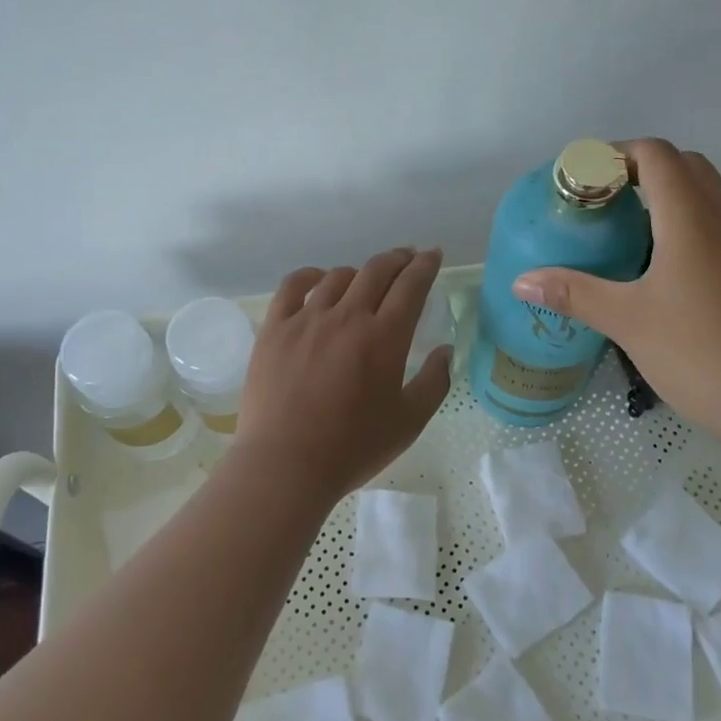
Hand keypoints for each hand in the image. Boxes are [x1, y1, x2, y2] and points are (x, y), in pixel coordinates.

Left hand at [234, 247, 452, 500]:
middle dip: (398, 259)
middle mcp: (348, 316)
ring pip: (338, 276)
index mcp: (385, 337)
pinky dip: (312, 276)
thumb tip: (444, 351)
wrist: (285, 465)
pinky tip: (320, 280)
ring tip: (367, 279)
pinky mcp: (275, 328)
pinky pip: (294, 286)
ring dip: (360, 272)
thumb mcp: (410, 422)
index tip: (433, 255)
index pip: (411, 285)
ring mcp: (307, 319)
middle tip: (408, 258)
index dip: (425, 265)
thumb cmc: (353, 448)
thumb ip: (435, 382)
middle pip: (377, 270)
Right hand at [511, 139, 720, 454]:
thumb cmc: (699, 352)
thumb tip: (520, 280)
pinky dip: (684, 221)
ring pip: (704, 193)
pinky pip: (715, 223)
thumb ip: (574, 293)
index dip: (616, 153)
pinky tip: (658, 264)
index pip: (656, 154)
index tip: (582, 178)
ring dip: (665, 194)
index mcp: (690, 218)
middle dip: (639, 169)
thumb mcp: (627, 321)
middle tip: (601, 200)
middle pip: (683, 165)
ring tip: (623, 228)